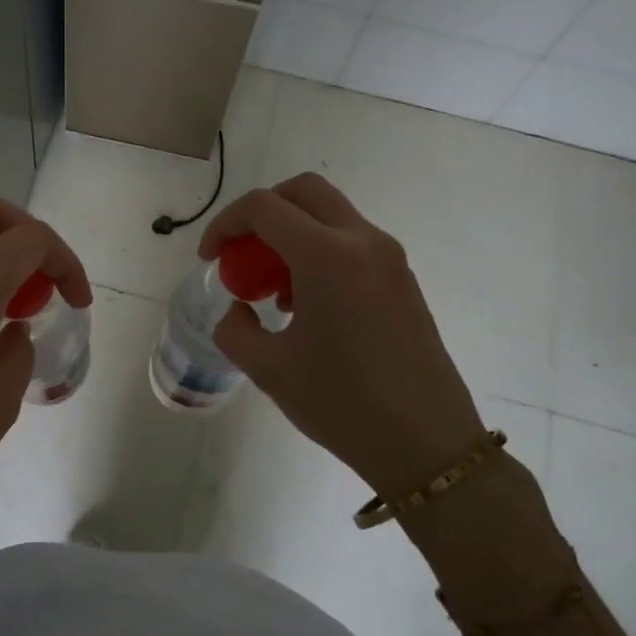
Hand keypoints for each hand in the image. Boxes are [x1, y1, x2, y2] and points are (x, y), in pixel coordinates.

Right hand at [201, 173, 484, 497]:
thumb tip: (239, 310)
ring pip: (331, 215)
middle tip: (241, 253)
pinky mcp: (403, 280)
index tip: (209, 259)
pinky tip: (308, 307)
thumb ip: (235, 329)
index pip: (264, 207)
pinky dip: (319, 253)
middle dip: (262, 212)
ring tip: (274, 292)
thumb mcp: (269, 369)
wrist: (426, 443)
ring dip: (292, 234)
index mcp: (327, 255)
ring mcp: (390, 258)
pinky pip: (352, 243)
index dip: (225, 224)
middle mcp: (362, 241)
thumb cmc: (342, 404)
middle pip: (304, 192)